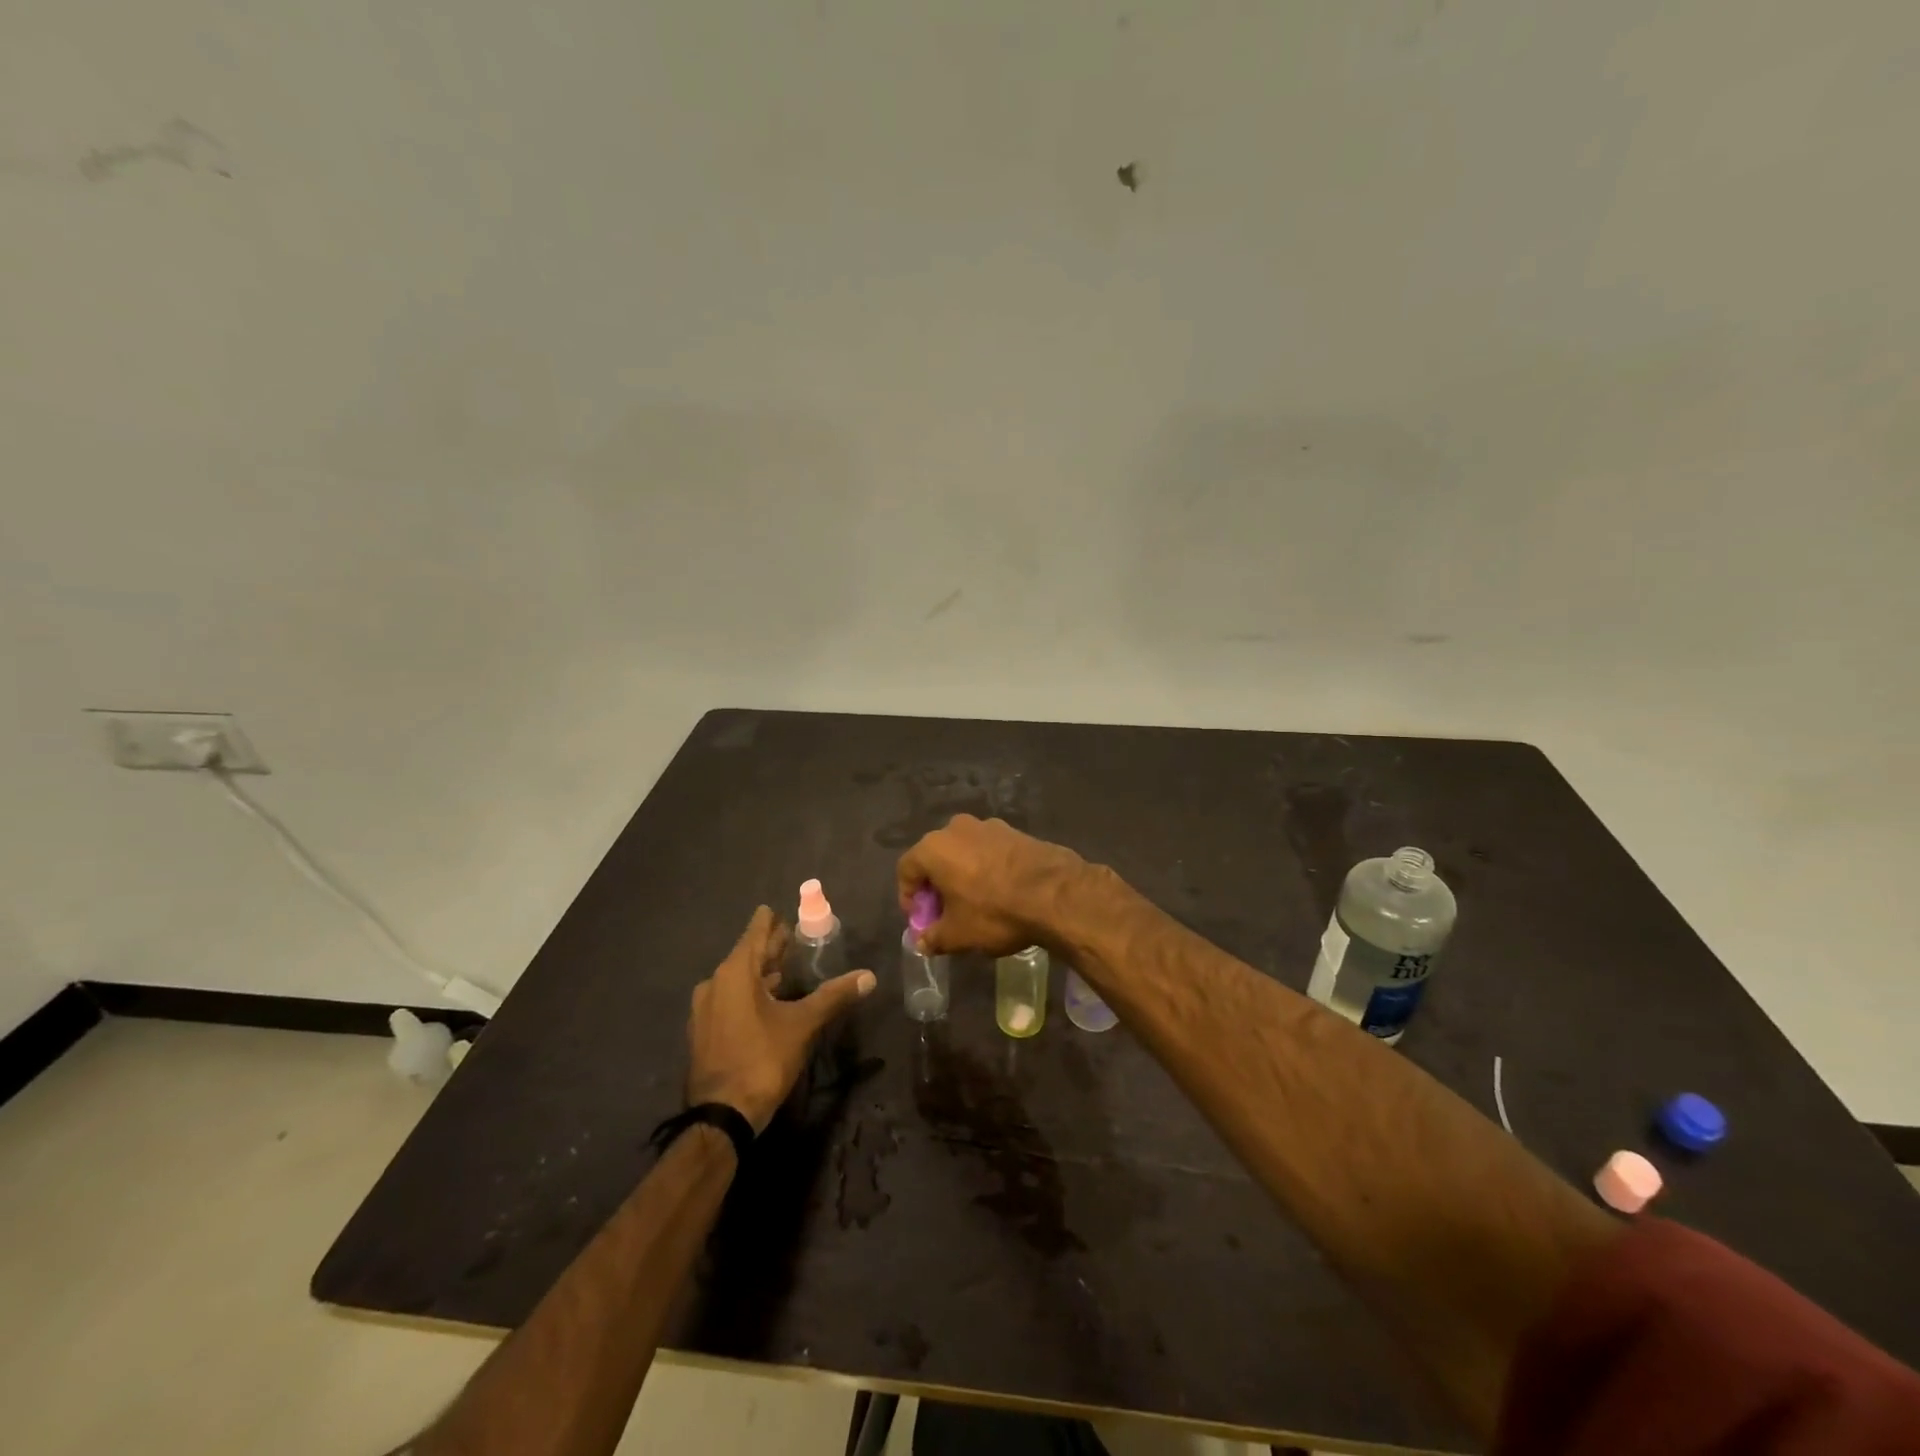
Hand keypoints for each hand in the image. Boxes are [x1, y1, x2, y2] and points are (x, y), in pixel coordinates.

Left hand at [686, 907, 875, 1132]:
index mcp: (735, 972)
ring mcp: (704, 1009)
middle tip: (792, 937)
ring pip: (736, 979)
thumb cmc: (762, 1059)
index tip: (782, 910)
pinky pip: (728, 999)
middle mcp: (714, 983)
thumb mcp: (803, 1024)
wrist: (722, 1115)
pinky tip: (766, 1002)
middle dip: (770, 947)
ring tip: (783, 969)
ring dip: (759, 972)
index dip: (770, 921)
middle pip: (746, 954)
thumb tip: (869, 976)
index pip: (755, 932)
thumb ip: (834, 996)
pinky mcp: (703, 1032)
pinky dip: (747, 993)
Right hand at [895, 814, 1091, 956]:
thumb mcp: (958, 934)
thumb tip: (921, 942)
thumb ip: (933, 937)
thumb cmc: (994, 912)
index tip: (921, 920)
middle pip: (935, 857)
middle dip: (936, 886)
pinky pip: (989, 850)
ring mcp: (988, 826)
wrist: (1055, 893)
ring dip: (962, 875)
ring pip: (964, 852)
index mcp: (934, 848)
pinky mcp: (1015, 831)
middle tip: (945, 913)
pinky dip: (986, 868)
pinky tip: (999, 892)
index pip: (906, 869)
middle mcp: (957, 828)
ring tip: (974, 903)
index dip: (908, 897)